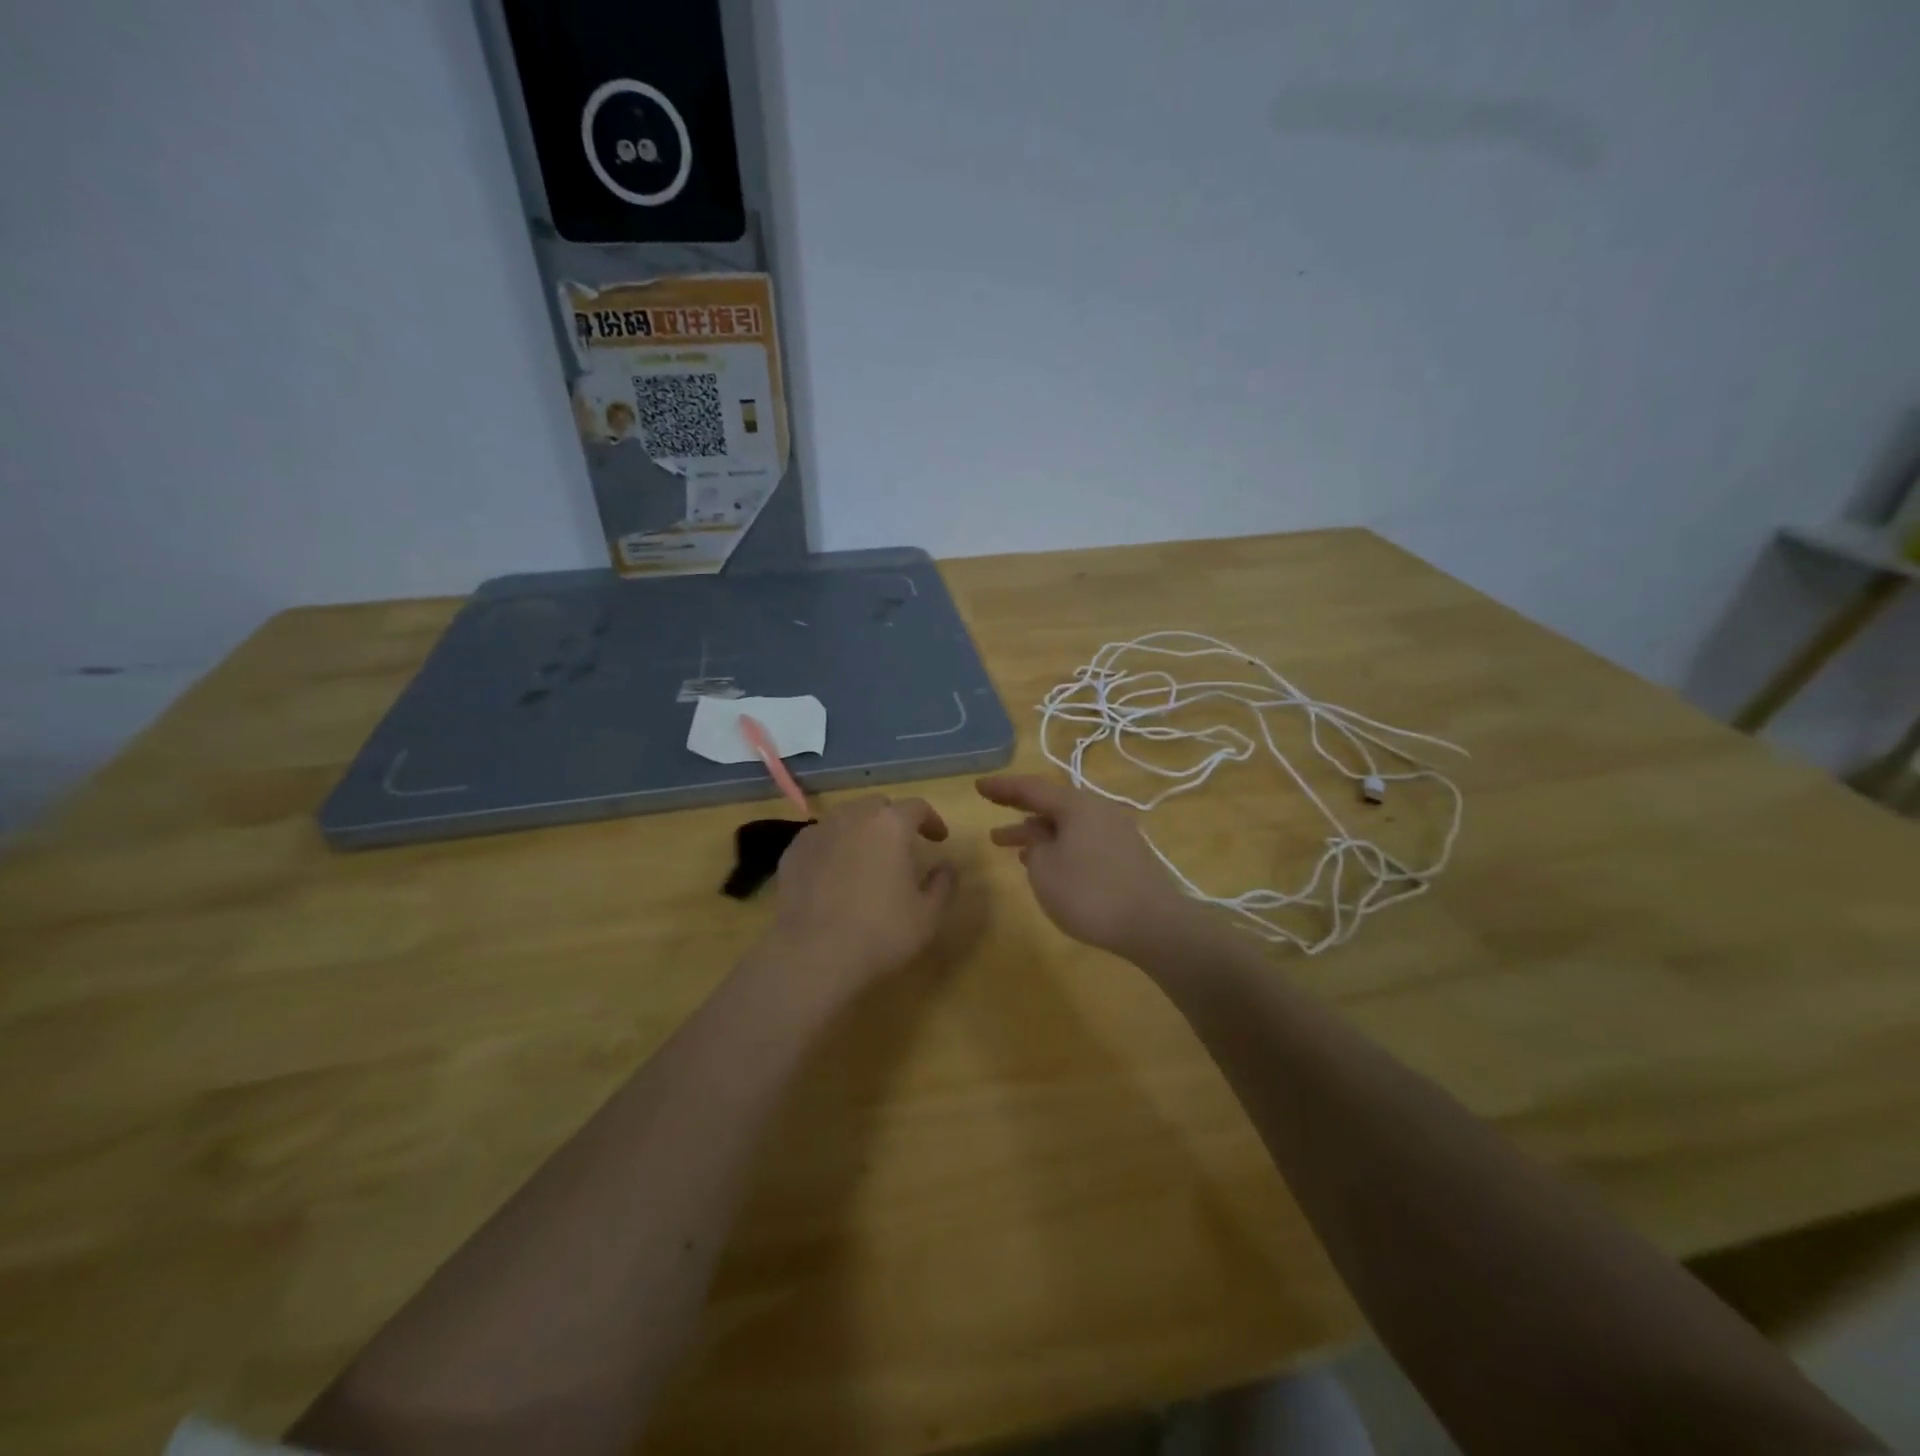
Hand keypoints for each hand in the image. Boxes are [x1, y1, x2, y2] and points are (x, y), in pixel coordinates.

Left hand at [768, 795, 956, 991]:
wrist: (812, 954)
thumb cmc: (880, 932)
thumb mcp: (928, 915)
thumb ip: (944, 884)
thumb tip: (947, 867)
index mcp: (891, 824)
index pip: (917, 807)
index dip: (931, 820)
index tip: (939, 839)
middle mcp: (853, 817)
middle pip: (878, 805)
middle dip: (893, 819)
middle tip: (902, 845)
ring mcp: (818, 831)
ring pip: (846, 818)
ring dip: (862, 829)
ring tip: (867, 856)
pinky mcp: (793, 852)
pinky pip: (820, 838)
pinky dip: (834, 846)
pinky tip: (835, 873)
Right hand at [977, 774, 1201, 960]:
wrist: (1155, 924)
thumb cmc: (1090, 894)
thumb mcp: (1046, 870)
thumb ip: (1034, 846)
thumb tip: (1039, 837)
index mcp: (1077, 805)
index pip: (1031, 788)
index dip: (1003, 787)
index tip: (978, 786)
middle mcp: (1099, 810)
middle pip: (1052, 804)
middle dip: (1020, 811)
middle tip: (992, 813)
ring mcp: (1117, 831)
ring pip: (1068, 824)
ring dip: (1040, 833)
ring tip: (1013, 847)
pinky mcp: (1127, 854)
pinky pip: (1083, 839)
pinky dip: (1060, 846)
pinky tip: (1049, 864)